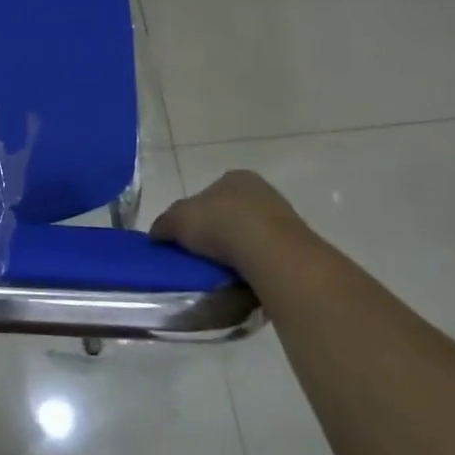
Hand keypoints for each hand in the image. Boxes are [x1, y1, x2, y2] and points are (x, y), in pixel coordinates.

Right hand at [149, 170, 309, 270]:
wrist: (270, 252)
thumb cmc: (220, 223)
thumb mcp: (176, 220)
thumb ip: (163, 225)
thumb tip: (156, 235)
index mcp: (234, 178)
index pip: (209, 192)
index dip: (195, 213)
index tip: (186, 235)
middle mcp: (262, 191)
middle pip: (232, 212)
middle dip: (218, 231)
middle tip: (201, 253)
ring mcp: (284, 217)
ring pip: (252, 234)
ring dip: (238, 249)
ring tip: (221, 270)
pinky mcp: (297, 245)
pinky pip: (267, 254)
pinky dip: (255, 264)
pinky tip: (243, 277)